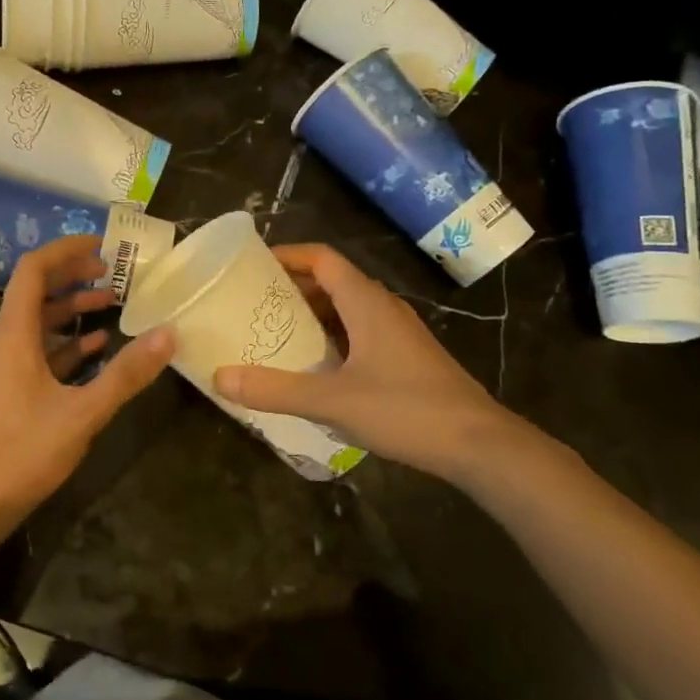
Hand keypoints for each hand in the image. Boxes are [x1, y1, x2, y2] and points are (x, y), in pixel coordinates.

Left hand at [0, 235, 173, 535]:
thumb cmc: (21, 451)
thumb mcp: (82, 412)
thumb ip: (126, 374)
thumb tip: (168, 334)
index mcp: (13, 334)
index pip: (33, 270)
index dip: (66, 250)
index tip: (102, 245)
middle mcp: (4, 341)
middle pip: (36, 291)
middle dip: (74, 276)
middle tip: (114, 272)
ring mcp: (4, 367)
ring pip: (38, 323)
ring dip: (72, 309)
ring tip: (113, 303)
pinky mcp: (8, 390)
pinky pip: (39, 352)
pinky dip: (66, 343)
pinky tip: (97, 348)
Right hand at [211, 244, 550, 484]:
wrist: (480, 445)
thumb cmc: (406, 409)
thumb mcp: (333, 401)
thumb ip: (275, 389)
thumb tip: (220, 377)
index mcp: (366, 301)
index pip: (322, 258)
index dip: (288, 255)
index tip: (253, 265)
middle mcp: (383, 307)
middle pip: (332, 280)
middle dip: (292, 287)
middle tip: (253, 303)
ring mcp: (399, 332)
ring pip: (347, 308)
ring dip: (313, 313)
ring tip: (275, 332)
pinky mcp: (407, 357)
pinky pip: (360, 331)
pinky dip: (333, 336)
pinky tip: (316, 366)